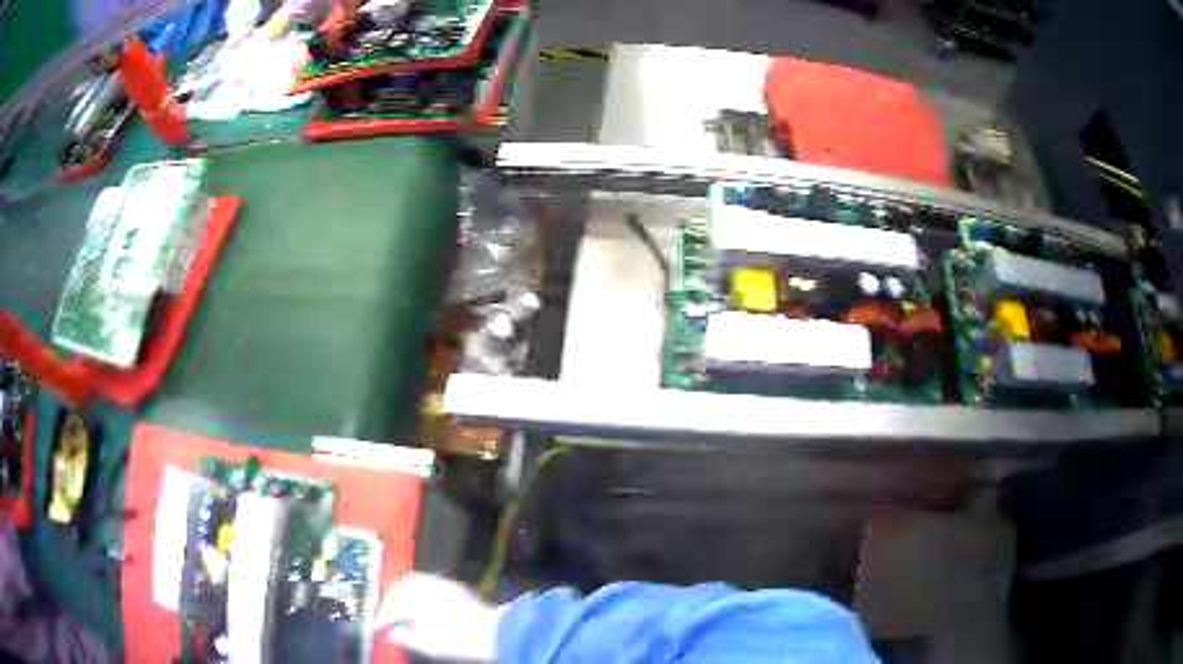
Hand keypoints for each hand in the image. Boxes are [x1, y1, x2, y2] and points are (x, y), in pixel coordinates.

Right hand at [375, 573, 500, 661]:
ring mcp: (442, 584)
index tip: (377, 627)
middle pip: (399, 588)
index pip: (391, 606)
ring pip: (413, 583)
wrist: (495, 634)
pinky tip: (418, 606)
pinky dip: (417, 593)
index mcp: (417, 598)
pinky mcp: (454, 588)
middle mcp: (427, 585)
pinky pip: (427, 583)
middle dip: (389, 601)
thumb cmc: (460, 641)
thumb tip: (391, 633)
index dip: (381, 618)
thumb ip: (404, 636)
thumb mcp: (427, 644)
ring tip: (398, 611)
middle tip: (385, 616)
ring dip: (402, 595)